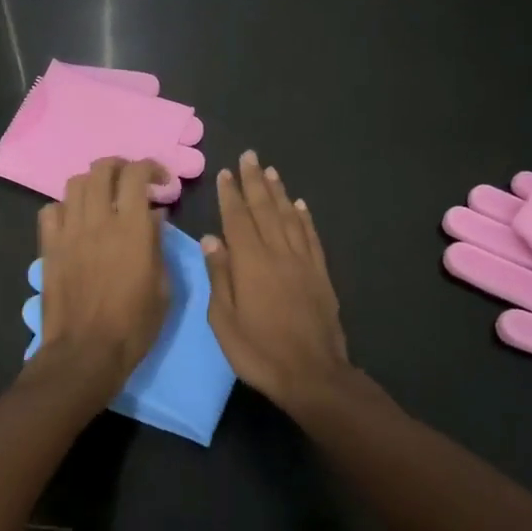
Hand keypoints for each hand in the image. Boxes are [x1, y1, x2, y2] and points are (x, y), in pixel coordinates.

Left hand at [32, 158, 170, 404]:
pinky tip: (75, 221)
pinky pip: (50, 210)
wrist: (85, 352)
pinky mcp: (48, 247)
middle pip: (102, 169)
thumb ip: (158, 244)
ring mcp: (69, 232)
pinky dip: (65, 207)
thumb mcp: (163, 287)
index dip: (151, 168)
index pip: (136, 174)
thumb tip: (154, 216)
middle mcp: (98, 220)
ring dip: (93, 184)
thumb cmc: (134, 325)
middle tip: (132, 182)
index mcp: (132, 228)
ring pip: (75, 184)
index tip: (162, 182)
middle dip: (120, 167)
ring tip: (103, 199)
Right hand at [202, 150, 352, 411]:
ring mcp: (302, 262)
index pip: (237, 219)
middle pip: (265, 210)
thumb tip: (211, 239)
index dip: (230, 194)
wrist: (312, 374)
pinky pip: (311, 237)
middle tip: (249, 156)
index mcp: (250, 263)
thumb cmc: (259, 351)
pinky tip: (299, 205)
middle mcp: (278, 253)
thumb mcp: (224, 320)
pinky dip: (304, 218)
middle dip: (254, 182)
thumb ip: (219, 276)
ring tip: (269, 171)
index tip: (225, 172)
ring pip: (289, 217)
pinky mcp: (320, 274)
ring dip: (278, 192)